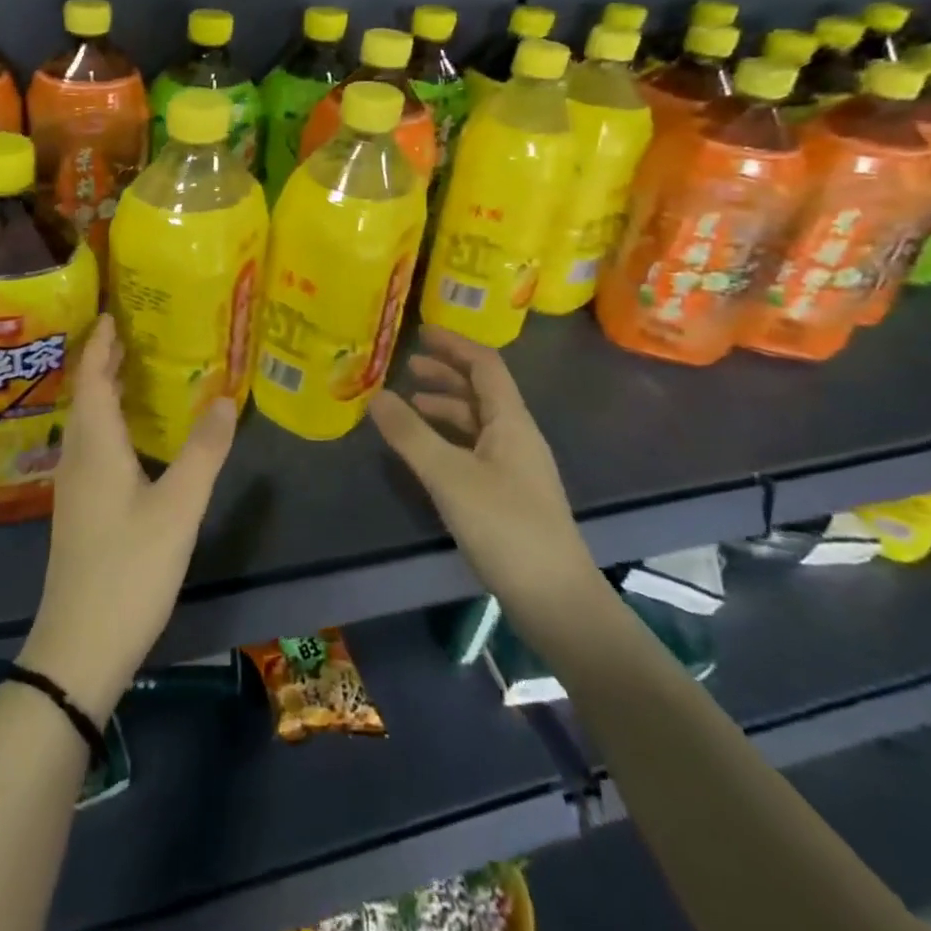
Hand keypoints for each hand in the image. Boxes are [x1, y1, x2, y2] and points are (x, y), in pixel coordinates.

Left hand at [20, 314, 237, 719]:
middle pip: (87, 394)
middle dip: (106, 360)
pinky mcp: (80, 509)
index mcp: (95, 445)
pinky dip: (110, 422)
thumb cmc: (129, 569)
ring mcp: (75, 486)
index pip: (93, 376)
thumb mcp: (178, 508)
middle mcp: (78, 456)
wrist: (79, 646)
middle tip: (138, 332)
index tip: (116, 311)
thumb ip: (203, 451)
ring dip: (107, 390)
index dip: (102, 342)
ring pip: (88, 421)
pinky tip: (134, 435)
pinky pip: (93, 445)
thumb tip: (226, 397)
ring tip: (139, 371)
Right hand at [370, 326, 602, 634]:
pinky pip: (474, 447)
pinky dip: (448, 437)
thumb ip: (410, 434)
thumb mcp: (449, 476)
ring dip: (445, 405)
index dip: (454, 344)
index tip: (420, 331)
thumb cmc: (505, 527)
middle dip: (445, 373)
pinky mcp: (508, 494)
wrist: (555, 599)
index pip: (484, 365)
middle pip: (481, 390)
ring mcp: (515, 467)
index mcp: (511, 421)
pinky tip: (426, 451)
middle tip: (406, 367)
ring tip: (409, 404)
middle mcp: (516, 436)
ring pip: (477, 421)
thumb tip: (375, 395)